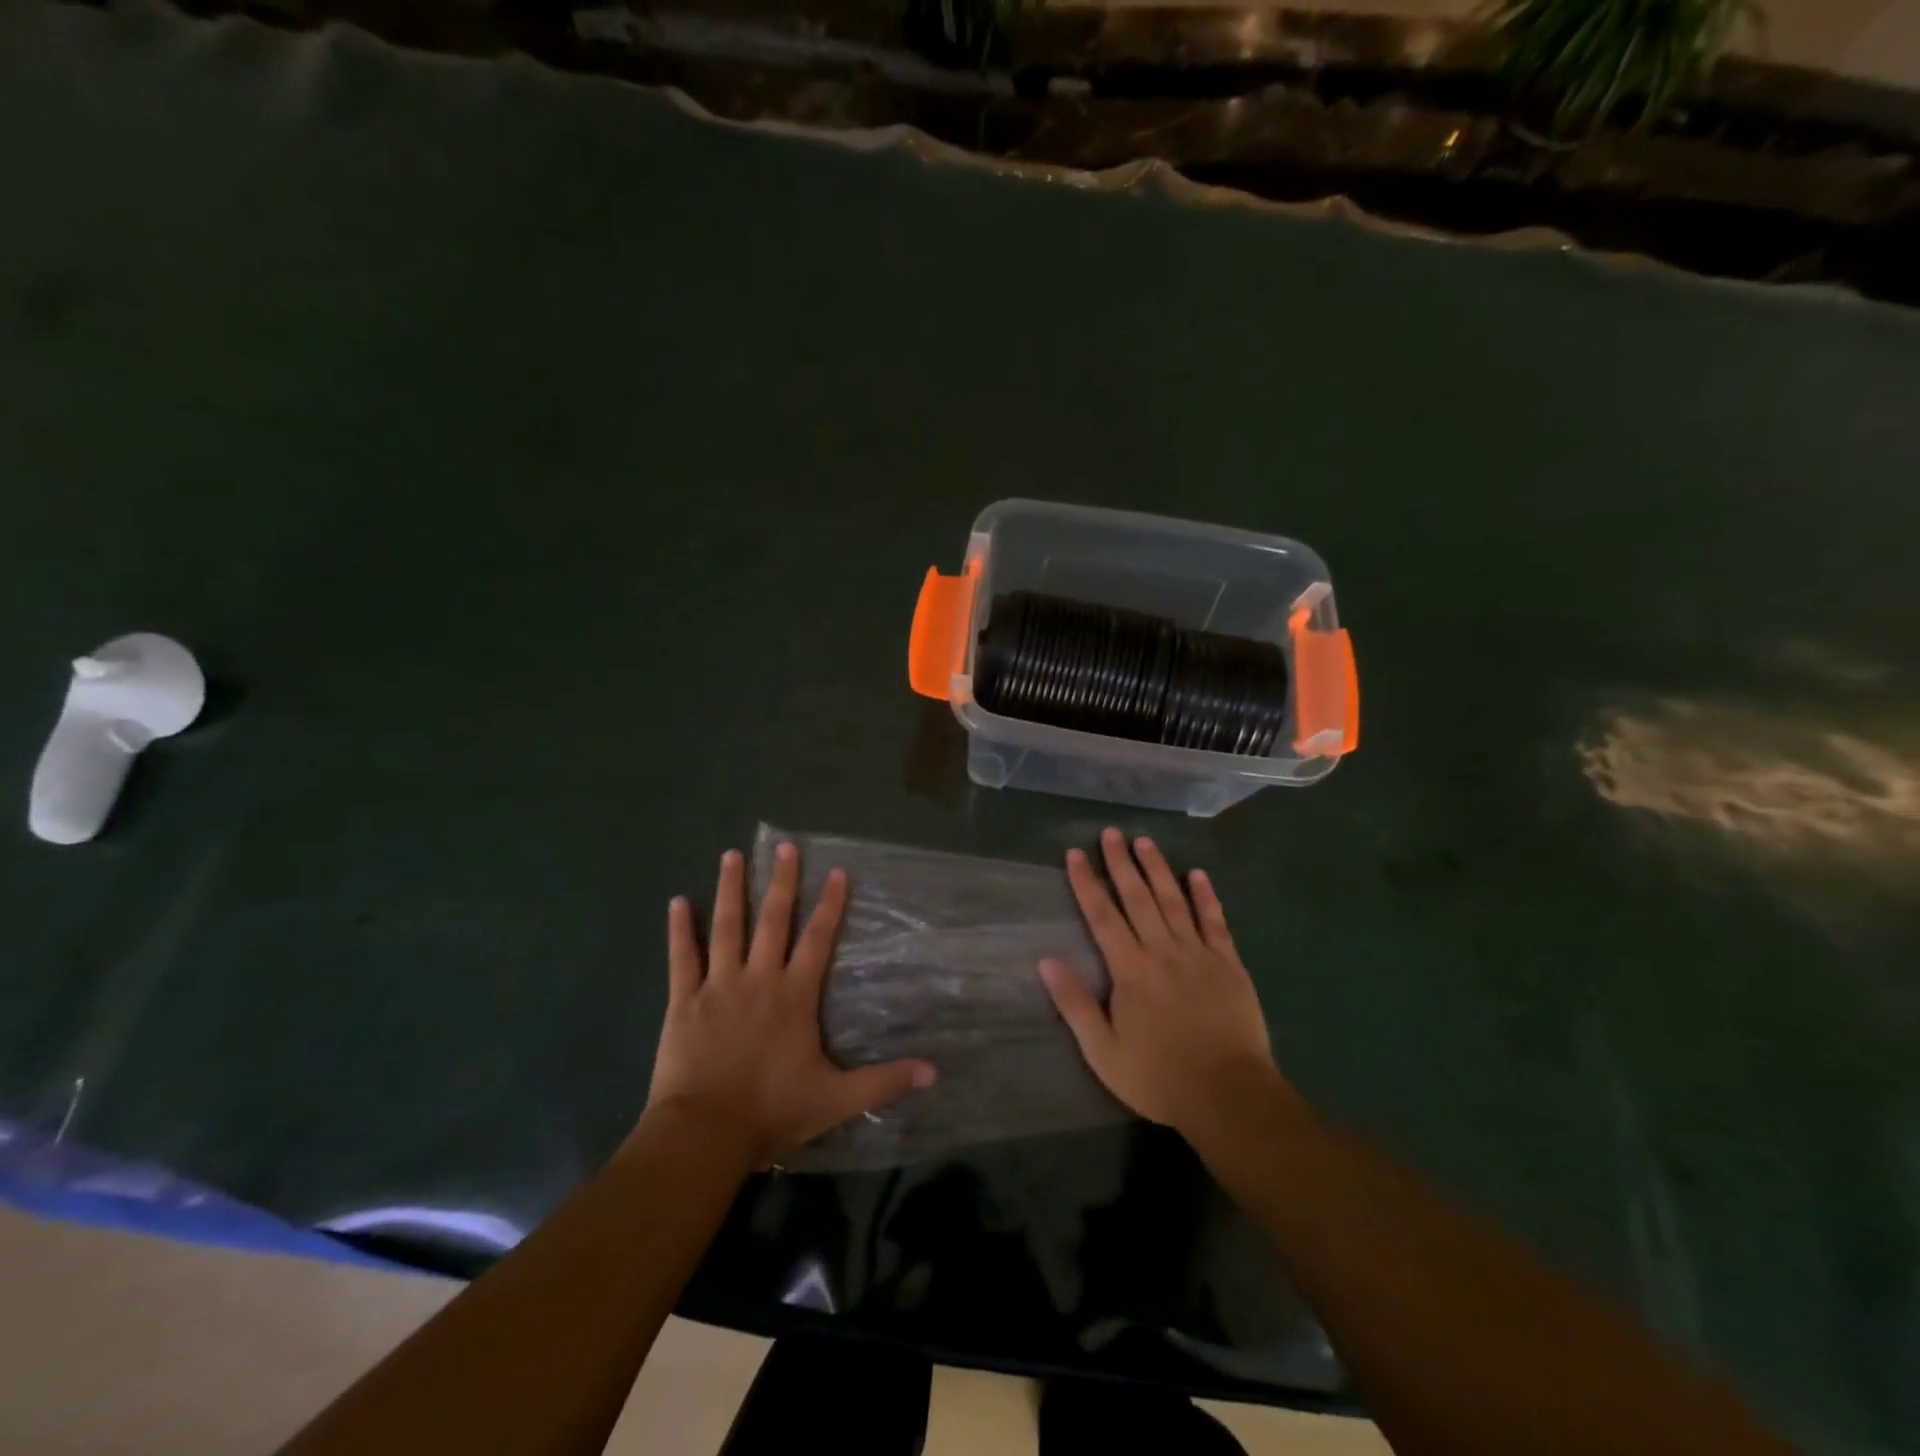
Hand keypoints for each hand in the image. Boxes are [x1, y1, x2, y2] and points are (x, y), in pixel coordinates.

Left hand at [644, 843, 936, 1165]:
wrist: (705, 1133)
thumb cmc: (772, 1111)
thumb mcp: (837, 1099)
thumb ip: (884, 1081)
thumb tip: (934, 1073)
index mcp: (795, 995)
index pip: (818, 939)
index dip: (830, 904)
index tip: (836, 872)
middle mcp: (759, 978)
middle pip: (772, 920)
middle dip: (782, 881)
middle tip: (784, 846)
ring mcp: (718, 985)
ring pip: (726, 927)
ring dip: (731, 890)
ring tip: (732, 855)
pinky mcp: (684, 1001)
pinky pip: (681, 957)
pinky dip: (679, 929)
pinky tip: (676, 901)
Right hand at [1040, 827, 1291, 1138]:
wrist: (1228, 1095)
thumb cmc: (1158, 1076)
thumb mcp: (1104, 1051)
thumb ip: (1075, 1004)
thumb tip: (1046, 960)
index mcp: (1130, 970)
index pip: (1102, 917)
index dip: (1087, 883)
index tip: (1076, 854)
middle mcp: (1162, 951)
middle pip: (1137, 898)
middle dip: (1121, 863)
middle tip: (1111, 833)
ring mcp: (1198, 954)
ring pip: (1174, 901)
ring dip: (1158, 869)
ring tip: (1145, 841)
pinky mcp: (1229, 965)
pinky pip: (1215, 922)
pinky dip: (1206, 896)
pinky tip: (1198, 874)